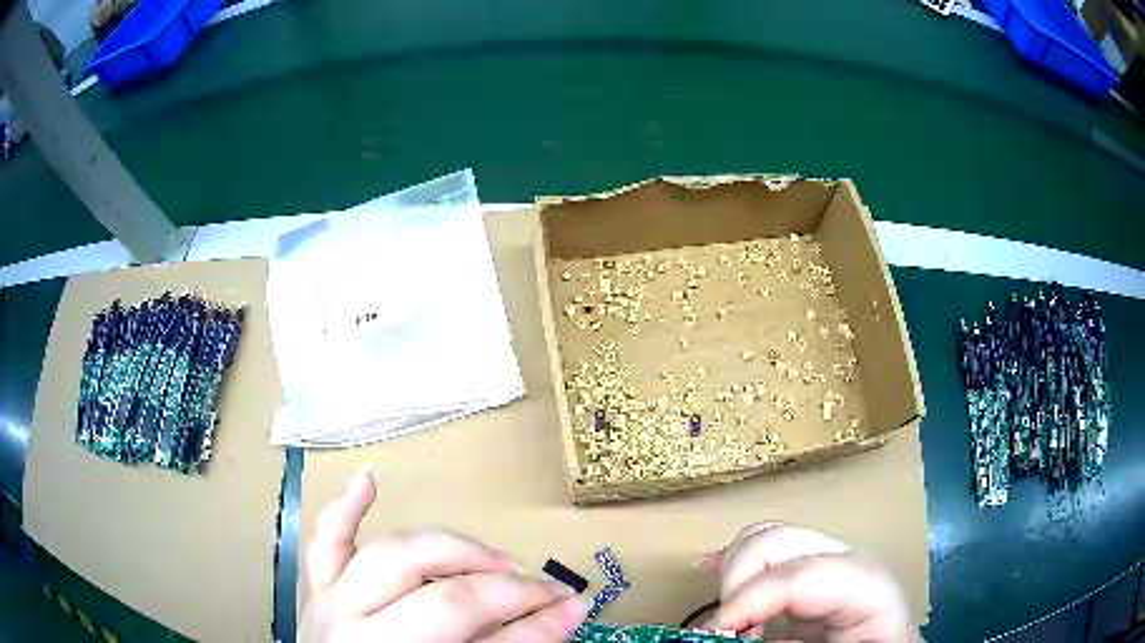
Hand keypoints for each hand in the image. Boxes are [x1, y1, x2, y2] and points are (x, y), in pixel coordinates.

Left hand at [301, 467, 586, 641]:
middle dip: (506, 588)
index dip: (536, 619)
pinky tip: (368, 479)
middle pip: (443, 598)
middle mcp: (361, 632)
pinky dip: (345, 510)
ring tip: (494, 558)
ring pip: (392, 557)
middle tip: (543, 588)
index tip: (574, 605)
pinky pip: (327, 543)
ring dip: (450, 549)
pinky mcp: (318, 589)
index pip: (483, 637)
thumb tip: (569, 611)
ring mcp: (333, 604)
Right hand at [700, 523, 912, 641]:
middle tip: (720, 631)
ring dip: (732, 575)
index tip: (715, 633)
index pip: (806, 572)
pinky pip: (768, 556)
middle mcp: (853, 566)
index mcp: (872, 591)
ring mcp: (832, 569)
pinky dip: (735, 565)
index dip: (753, 597)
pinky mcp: (813, 582)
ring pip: (769, 540)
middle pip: (783, 541)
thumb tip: (726, 639)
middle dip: (738, 581)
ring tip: (723, 623)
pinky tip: (711, 573)